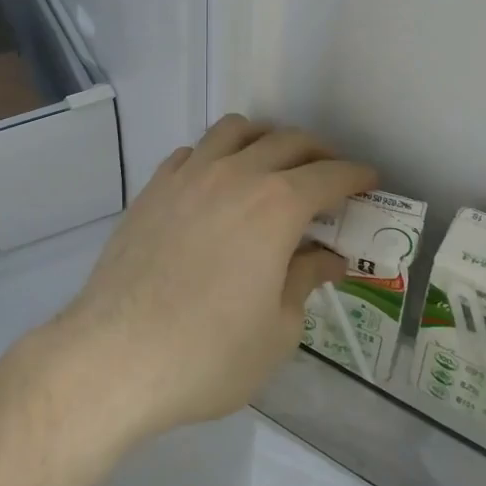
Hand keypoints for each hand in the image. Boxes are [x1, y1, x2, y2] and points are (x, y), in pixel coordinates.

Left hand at [49, 115, 374, 439]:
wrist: (114, 356)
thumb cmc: (208, 353)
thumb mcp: (277, 330)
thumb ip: (305, 281)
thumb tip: (327, 259)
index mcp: (276, 205)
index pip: (329, 175)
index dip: (355, 176)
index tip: (370, 180)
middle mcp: (235, 174)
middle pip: (287, 141)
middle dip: (318, 152)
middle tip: (330, 174)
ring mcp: (188, 175)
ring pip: (235, 130)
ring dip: (265, 138)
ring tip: (273, 163)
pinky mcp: (153, 187)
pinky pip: (193, 151)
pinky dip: (216, 155)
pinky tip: (217, 182)